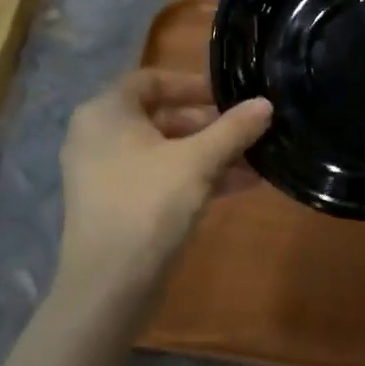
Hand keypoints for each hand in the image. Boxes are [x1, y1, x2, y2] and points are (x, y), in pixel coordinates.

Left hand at [54, 70, 271, 316]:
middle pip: (161, 116)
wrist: (109, 286)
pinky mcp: (118, 204)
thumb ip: (233, 129)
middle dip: (210, 124)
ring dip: (210, 153)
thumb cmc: (148, 205)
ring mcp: (106, 173)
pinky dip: (195, 177)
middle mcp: (99, 136)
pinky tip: (241, 185)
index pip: (151, 80)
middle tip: (248, 129)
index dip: (192, 84)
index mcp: (105, 113)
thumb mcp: (198, 162)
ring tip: (257, 160)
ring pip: (166, 151)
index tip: (229, 95)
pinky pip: (160, 177)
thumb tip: (265, 104)